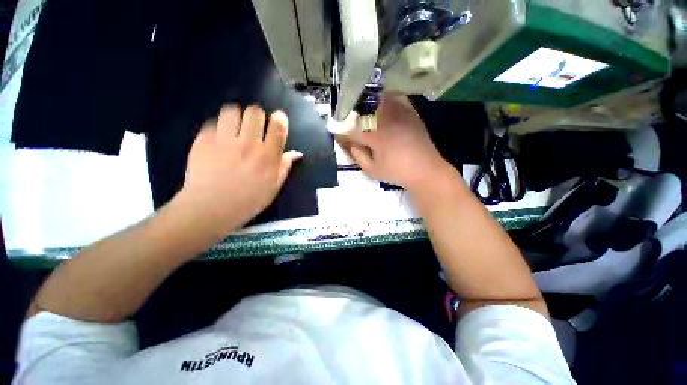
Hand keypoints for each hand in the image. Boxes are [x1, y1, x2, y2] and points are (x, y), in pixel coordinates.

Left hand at [177, 105, 301, 235]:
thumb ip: (285, 167)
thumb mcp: (274, 187)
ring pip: (232, 111)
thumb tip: (297, 153)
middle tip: (254, 126)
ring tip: (234, 128)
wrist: (211, 208)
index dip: (279, 118)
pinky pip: (213, 123)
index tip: (278, 117)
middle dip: (257, 116)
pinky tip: (218, 140)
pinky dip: (218, 128)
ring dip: (236, 117)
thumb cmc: (248, 200)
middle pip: (254, 112)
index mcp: (268, 157)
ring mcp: (224, 141)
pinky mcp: (203, 141)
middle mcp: (248, 144)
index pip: (277, 128)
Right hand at [336, 93, 451, 192]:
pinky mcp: (411, 113)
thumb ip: (358, 157)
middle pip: (364, 110)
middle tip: (351, 122)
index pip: (352, 131)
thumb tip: (351, 145)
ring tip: (365, 111)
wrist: (425, 170)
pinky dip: (388, 98)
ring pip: (379, 100)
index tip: (337, 134)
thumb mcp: (372, 171)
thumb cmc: (397, 173)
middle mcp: (386, 121)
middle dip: (354, 115)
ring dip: (369, 104)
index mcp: (375, 136)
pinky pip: (397, 98)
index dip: (342, 133)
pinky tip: (384, 104)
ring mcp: (400, 114)